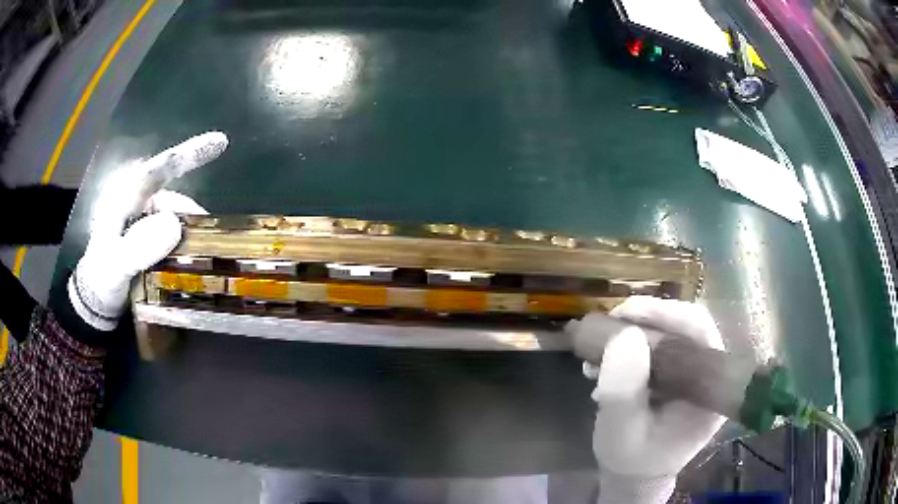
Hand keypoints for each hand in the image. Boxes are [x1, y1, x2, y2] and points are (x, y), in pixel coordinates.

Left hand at [68, 132, 227, 329]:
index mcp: (125, 195)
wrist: (97, 301)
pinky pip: (174, 233)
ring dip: (188, 235)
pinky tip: (187, 261)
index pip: (158, 169)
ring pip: (176, 217)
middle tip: (208, 242)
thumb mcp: (115, 266)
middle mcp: (137, 200)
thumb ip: (138, 247)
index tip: (220, 142)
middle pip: (173, 197)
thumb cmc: (101, 280)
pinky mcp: (151, 235)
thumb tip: (174, 224)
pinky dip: (184, 244)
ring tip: (196, 260)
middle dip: (190, 216)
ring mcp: (145, 218)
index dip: (189, 154)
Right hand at [568, 296, 725, 503]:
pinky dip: (632, 343)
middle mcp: (709, 375)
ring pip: (672, 332)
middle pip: (687, 326)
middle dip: (647, 318)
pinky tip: (607, 356)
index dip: (666, 313)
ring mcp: (695, 373)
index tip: (625, 313)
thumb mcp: (620, 431)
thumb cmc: (631, 459)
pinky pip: (660, 345)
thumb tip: (625, 334)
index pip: (700, 332)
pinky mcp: (679, 374)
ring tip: (601, 342)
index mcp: (710, 390)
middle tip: (610, 322)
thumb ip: (623, 389)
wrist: (634, 475)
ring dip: (636, 330)